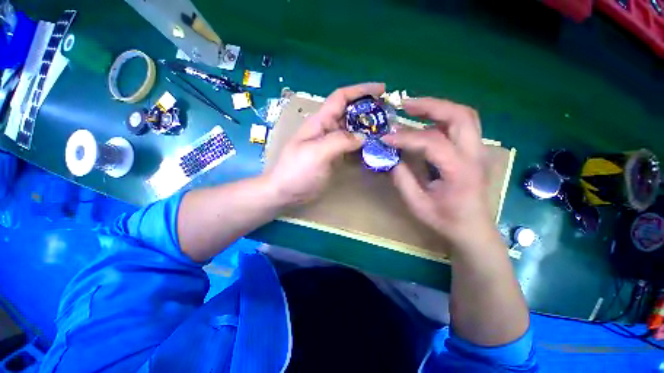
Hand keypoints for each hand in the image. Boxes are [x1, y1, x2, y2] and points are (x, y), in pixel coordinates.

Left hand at [266, 83, 385, 205]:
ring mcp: (331, 144)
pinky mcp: (334, 157)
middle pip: (350, 113)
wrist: (286, 191)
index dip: (360, 90)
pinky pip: (351, 147)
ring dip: (368, 129)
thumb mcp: (316, 153)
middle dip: (369, 110)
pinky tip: (374, 148)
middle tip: (389, 115)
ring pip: (352, 131)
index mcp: (320, 122)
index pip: (341, 98)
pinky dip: (363, 146)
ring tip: (386, 131)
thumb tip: (363, 136)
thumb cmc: (297, 171)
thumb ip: (339, 141)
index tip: (382, 89)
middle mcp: (327, 129)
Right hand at [382, 98, 498, 253]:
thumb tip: (391, 157)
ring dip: (438, 108)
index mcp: (460, 171)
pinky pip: (462, 126)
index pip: (432, 142)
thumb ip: (402, 179)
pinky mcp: (475, 152)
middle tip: (405, 105)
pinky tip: (426, 122)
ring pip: (464, 116)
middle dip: (430, 105)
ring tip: (413, 108)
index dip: (406, 137)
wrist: (473, 231)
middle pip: (460, 115)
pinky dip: (443, 118)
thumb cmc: (446, 221)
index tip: (386, 137)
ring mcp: (478, 151)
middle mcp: (475, 155)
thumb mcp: (417, 204)